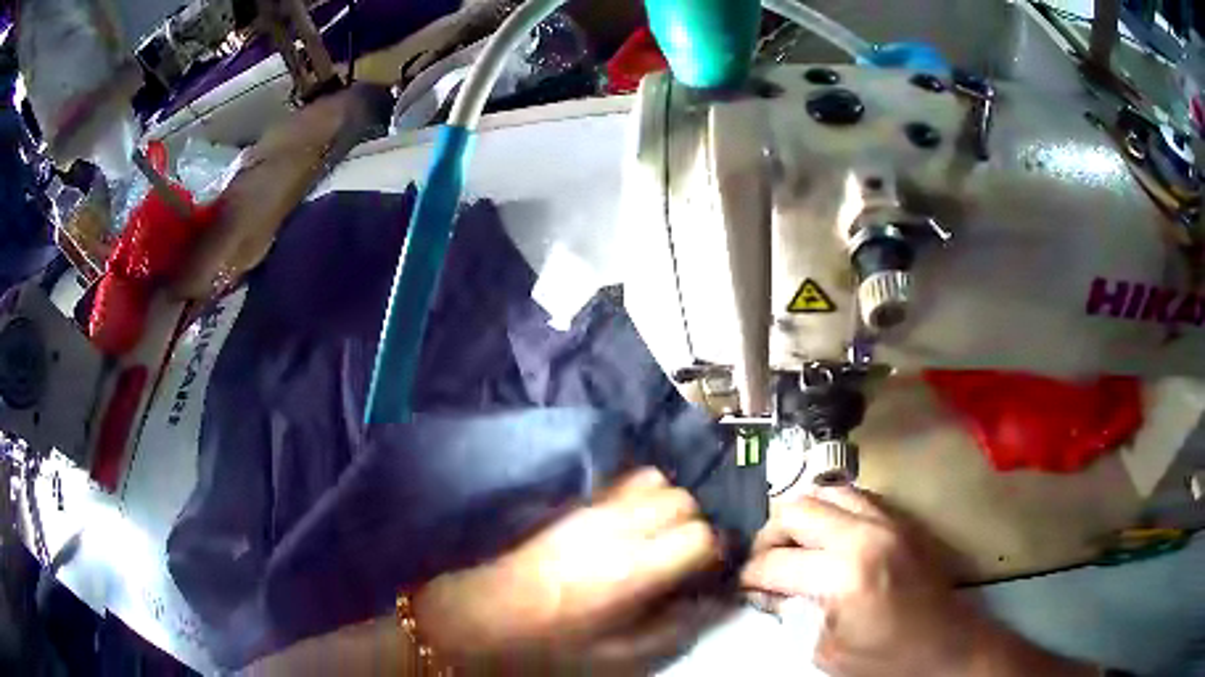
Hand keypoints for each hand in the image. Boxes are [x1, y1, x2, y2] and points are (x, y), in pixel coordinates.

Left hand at [415, 468, 723, 672]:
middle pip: (685, 501)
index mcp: (634, 570)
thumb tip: (711, 600)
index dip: (715, 551)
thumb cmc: (558, 640)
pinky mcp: (580, 502)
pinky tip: (637, 522)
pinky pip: (628, 478)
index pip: (701, 535)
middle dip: (698, 524)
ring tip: (662, 535)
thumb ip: (676, 627)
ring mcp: (597, 509)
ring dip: (673, 504)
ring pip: (660, 481)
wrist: (494, 611)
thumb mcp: (622, 652)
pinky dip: (646, 492)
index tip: (709, 570)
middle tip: (687, 554)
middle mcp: (620, 528)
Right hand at [741, 488, 1096, 676]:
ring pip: (825, 490)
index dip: (750, 575)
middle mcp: (865, 534)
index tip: (744, 586)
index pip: (775, 561)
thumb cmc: (887, 658)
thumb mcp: (827, 651)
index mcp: (845, 575)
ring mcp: (887, 519)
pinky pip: (854, 495)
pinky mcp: (900, 519)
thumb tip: (771, 591)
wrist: (947, 643)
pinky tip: (826, 536)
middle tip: (765, 563)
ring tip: (794, 544)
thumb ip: (793, 615)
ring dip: (800, 516)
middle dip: (769, 536)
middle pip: (796, 509)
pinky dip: (830, 509)